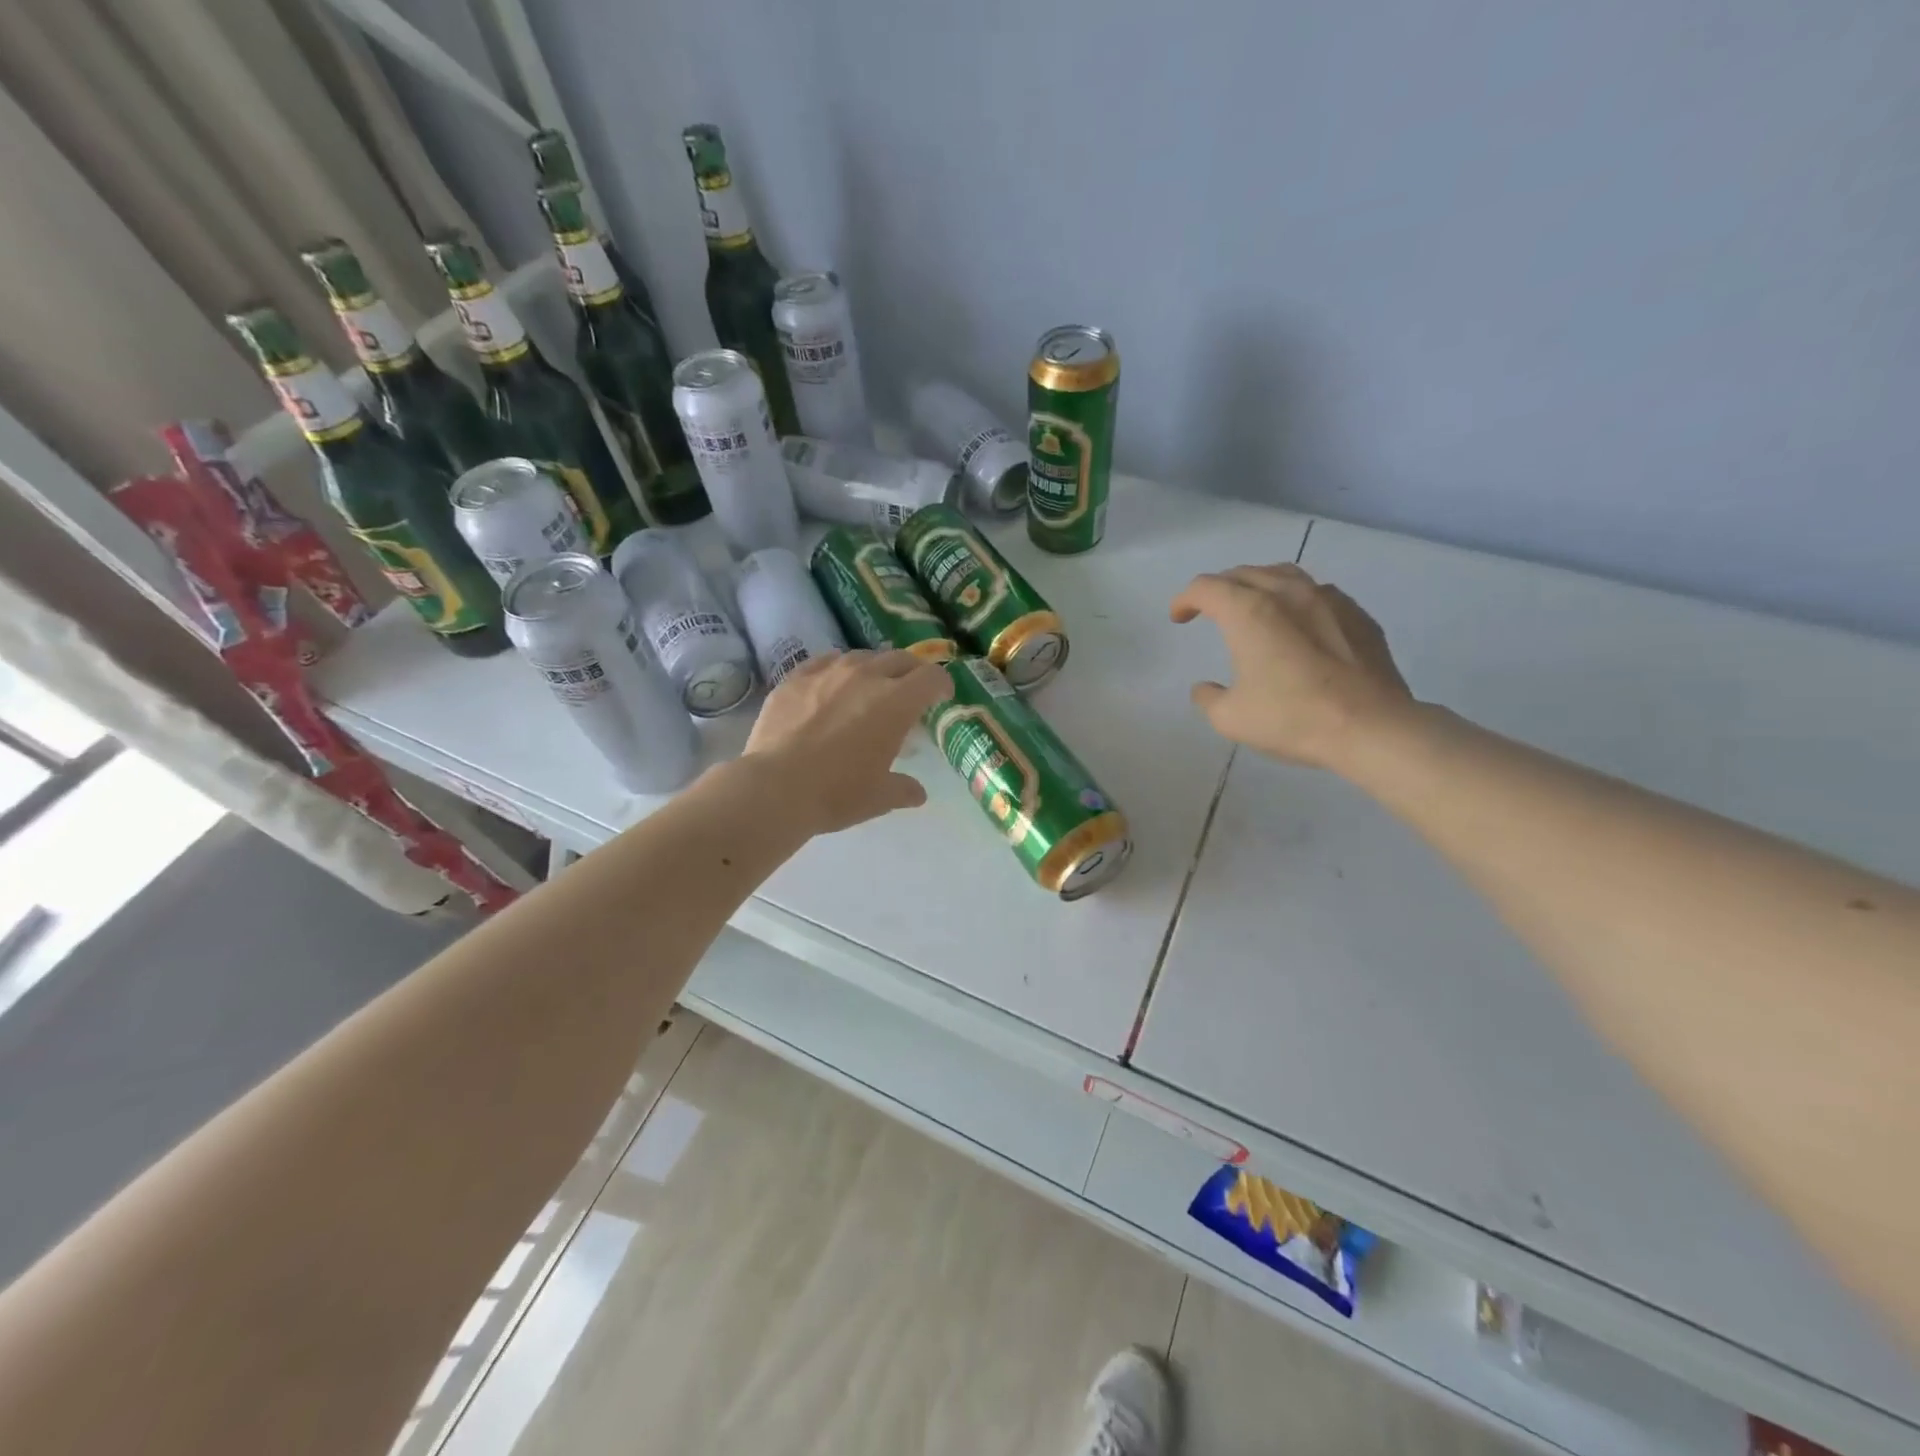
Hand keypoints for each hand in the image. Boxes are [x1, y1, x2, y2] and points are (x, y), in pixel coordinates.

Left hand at [744, 649, 952, 833]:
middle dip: (911, 672)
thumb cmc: (837, 793)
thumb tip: (917, 793)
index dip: (941, 685)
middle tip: (910, 690)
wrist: (775, 787)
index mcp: (896, 703)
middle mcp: (866, 676)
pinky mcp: (796, 677)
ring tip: (869, 686)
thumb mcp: (879, 797)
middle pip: (899, 659)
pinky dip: (837, 668)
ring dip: (874, 668)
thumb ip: (903, 789)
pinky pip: (825, 661)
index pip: (931, 677)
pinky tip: (831, 683)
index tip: (942, 696)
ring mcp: (828, 672)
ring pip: (861, 656)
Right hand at [1170, 564, 1413, 769]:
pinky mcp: (1357, 614)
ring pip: (1283, 574)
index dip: (1185, 599)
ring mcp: (1328, 599)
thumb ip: (1208, 698)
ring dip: (1259, 585)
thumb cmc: (1292, 718)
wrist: (1371, 727)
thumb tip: (1205, 688)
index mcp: (1249, 611)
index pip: (1206, 587)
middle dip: (1219, 588)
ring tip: (1253, 606)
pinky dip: (1295, 600)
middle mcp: (1287, 593)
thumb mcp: (1231, 718)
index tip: (1179, 618)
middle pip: (1244, 573)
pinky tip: (1298, 624)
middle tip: (1209, 609)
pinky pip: (1317, 593)